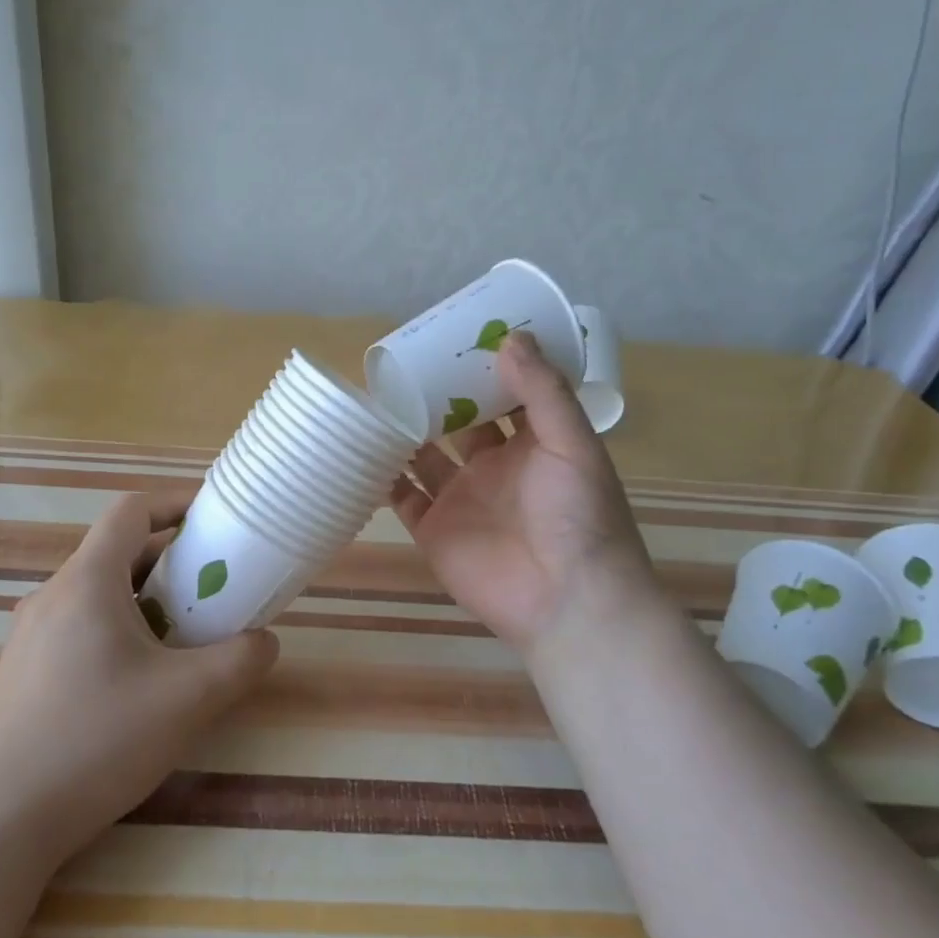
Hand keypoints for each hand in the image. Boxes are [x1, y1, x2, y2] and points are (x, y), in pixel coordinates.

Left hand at [0, 494, 278, 862]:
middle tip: (213, 585)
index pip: (132, 510)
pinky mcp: (23, 669)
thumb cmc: (98, 740)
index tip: (214, 518)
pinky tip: (138, 677)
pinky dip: (118, 626)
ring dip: (145, 596)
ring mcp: (31, 633)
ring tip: (183, 632)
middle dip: (171, 558)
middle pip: (117, 550)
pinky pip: (79, 623)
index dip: (176, 502)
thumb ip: (240, 661)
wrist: (2, 820)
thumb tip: (265, 642)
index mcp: (87, 580)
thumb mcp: (189, 698)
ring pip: (98, 590)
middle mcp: (53, 594)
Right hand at [389, 332, 660, 655]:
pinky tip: (360, 449)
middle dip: (436, 396)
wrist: (566, 601)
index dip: (483, 369)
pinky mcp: (433, 529)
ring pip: (424, 456)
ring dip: (404, 432)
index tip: (457, 336)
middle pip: (457, 423)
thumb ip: (543, 392)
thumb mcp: (572, 443)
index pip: (504, 397)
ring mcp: (460, 499)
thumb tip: (511, 336)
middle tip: (404, 361)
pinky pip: (401, 497)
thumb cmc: (578, 516)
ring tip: (375, 398)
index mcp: (531, 445)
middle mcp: (493, 467)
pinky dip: (382, 477)